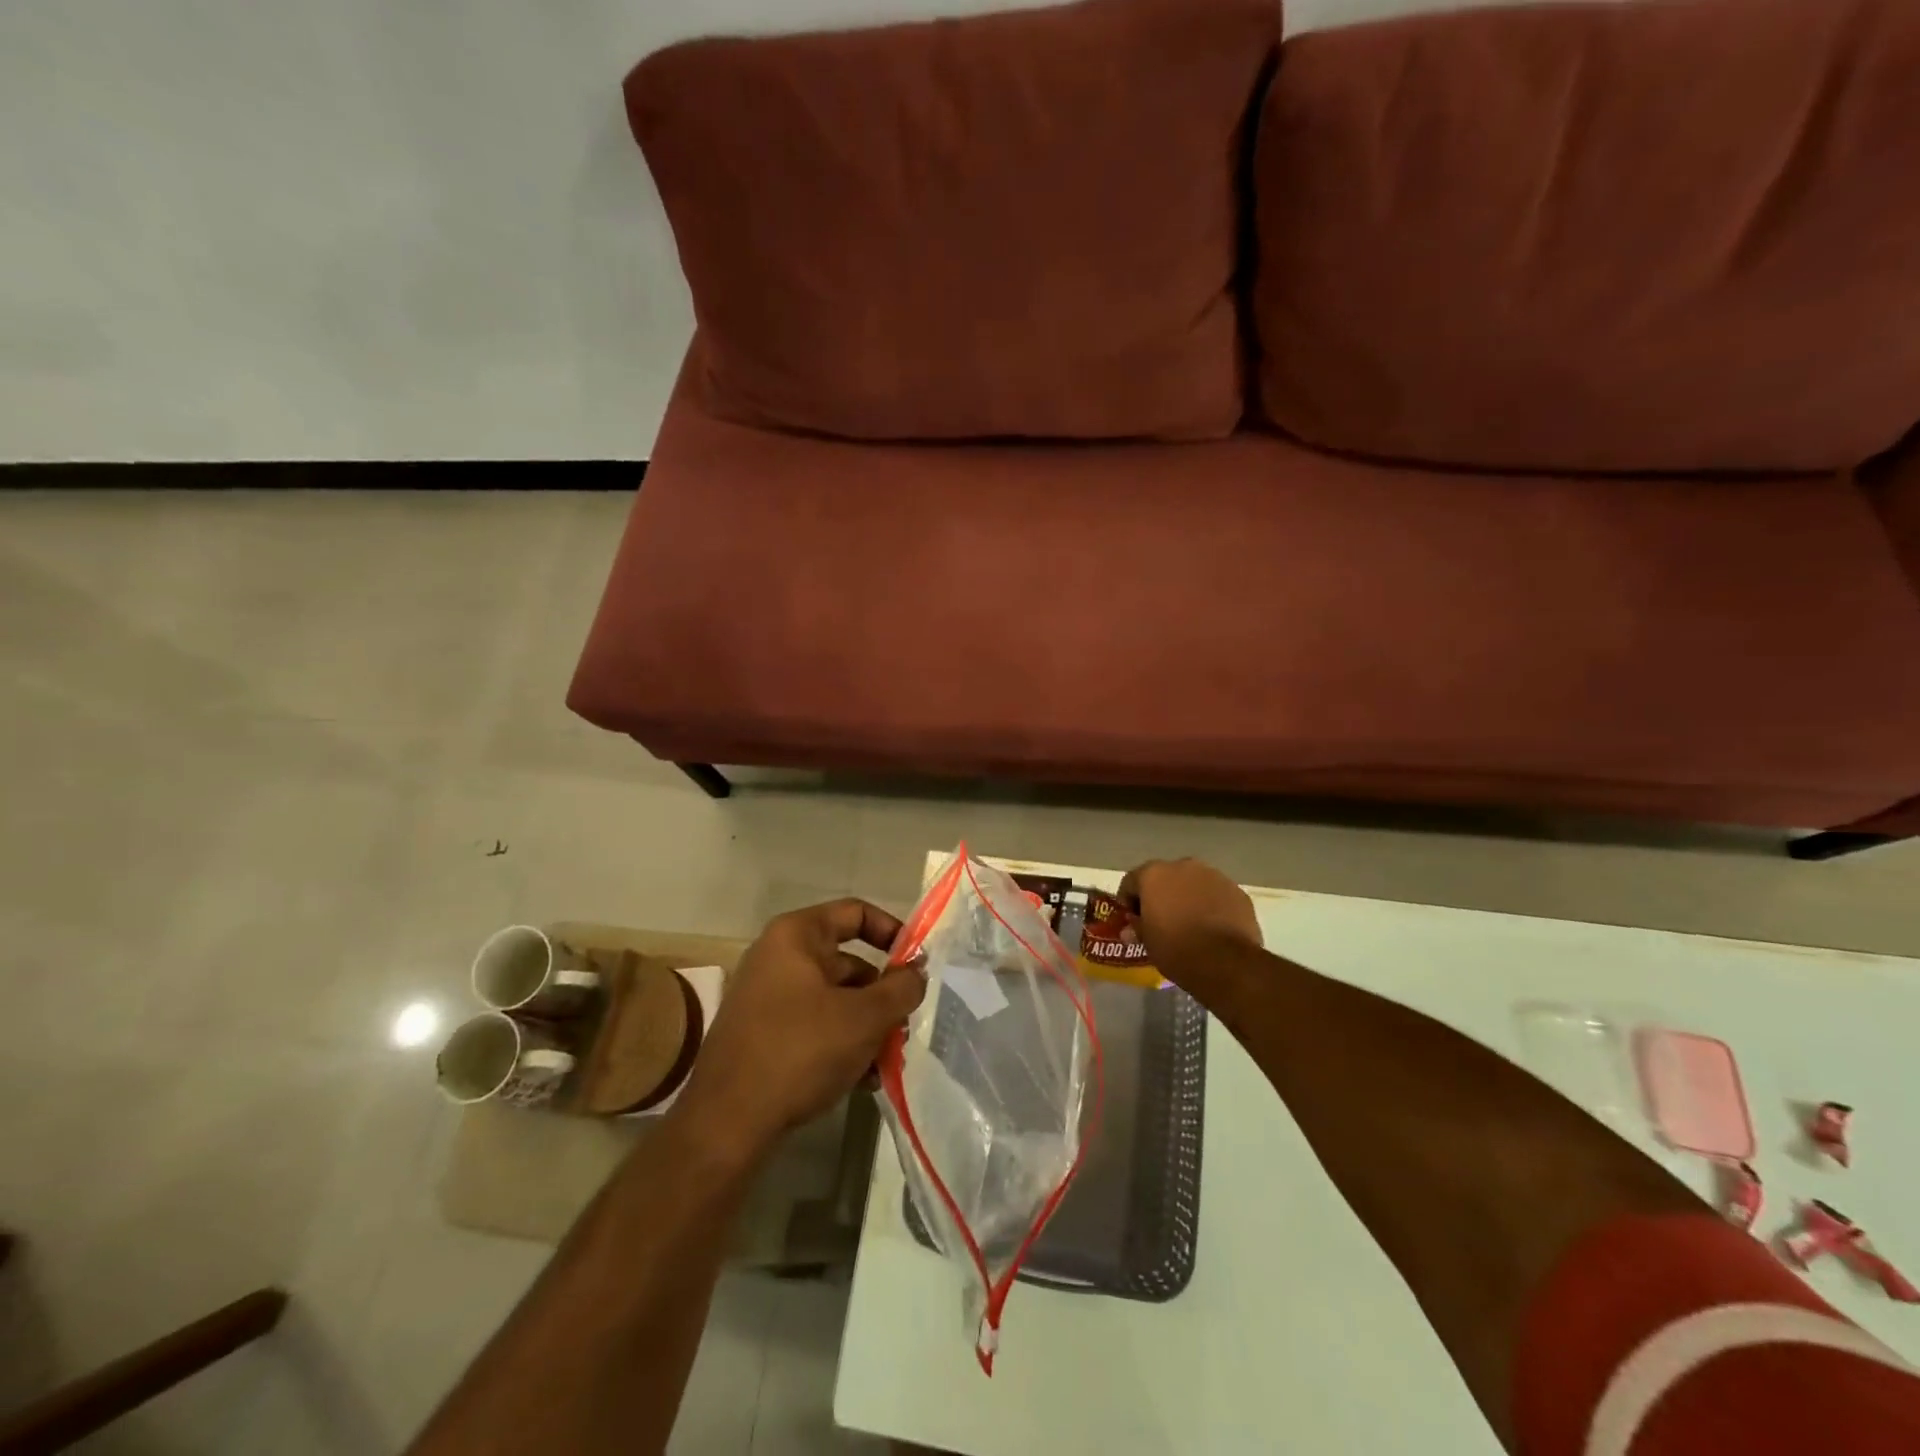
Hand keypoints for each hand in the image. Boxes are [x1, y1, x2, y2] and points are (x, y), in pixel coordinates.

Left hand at [675, 899, 925, 1163]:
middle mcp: (778, 957)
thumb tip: (916, 972)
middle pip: (848, 963)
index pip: (855, 913)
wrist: (726, 1123)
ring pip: (834, 999)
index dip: (892, 932)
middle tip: (904, 1027)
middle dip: (882, 997)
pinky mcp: (762, 1034)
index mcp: (797, 936)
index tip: (916, 965)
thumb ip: (901, 988)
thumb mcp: (864, 1018)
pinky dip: (840, 1044)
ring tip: (885, 1063)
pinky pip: (814, 1025)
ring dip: (866, 1027)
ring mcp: (767, 996)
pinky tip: (861, 1080)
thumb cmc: (800, 1051)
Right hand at [1118, 858, 1261, 984]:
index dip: (1129, 901)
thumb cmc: (1176, 949)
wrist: (1227, 963)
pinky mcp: (1237, 891)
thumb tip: (1130, 929)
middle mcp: (1183, 866)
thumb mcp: (1148, 943)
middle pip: (1165, 877)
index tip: (1132, 920)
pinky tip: (1212, 927)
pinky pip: (1216, 895)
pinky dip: (1211, 905)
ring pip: (1193, 883)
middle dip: (1161, 895)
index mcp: (1153, 874)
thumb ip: (1138, 928)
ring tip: (1190, 924)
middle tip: (1161, 920)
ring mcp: (1213, 876)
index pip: (1131, 881)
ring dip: (1187, 898)